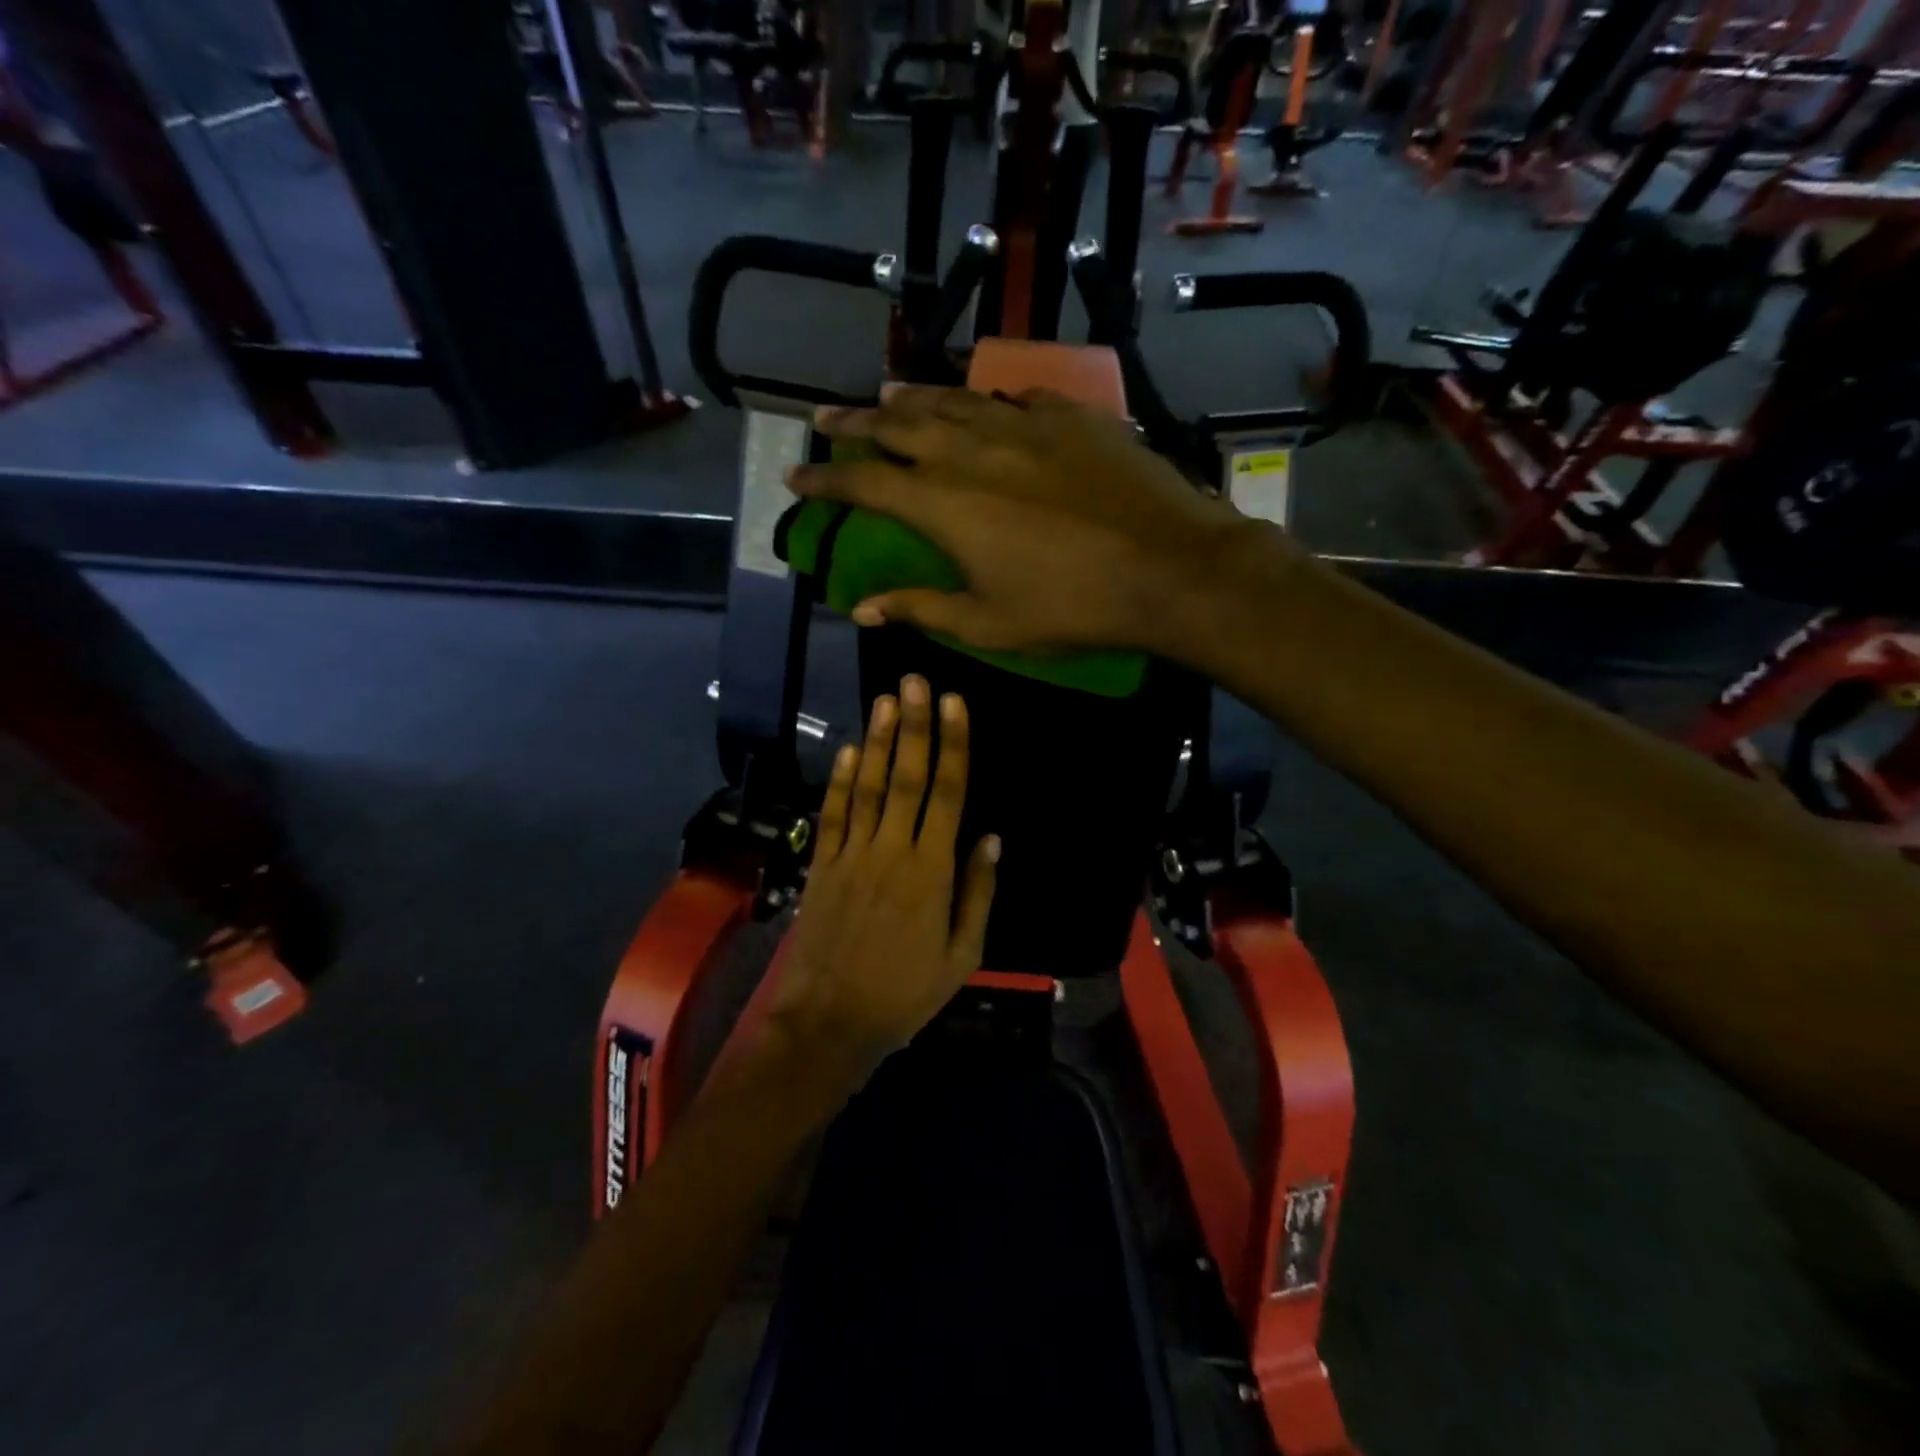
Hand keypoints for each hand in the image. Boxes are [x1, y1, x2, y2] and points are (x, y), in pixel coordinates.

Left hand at [768, 675, 999, 1085]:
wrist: (829, 1023)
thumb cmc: (904, 994)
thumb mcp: (961, 957)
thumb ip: (977, 894)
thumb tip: (992, 839)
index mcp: (931, 872)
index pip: (948, 795)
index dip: (953, 746)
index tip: (954, 704)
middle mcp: (891, 851)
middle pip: (907, 778)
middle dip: (914, 726)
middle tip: (916, 680)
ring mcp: (851, 856)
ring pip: (869, 787)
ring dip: (879, 741)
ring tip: (886, 699)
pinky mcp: (821, 866)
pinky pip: (833, 815)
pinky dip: (840, 781)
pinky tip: (850, 750)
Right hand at [791, 386, 1277, 657]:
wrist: (1167, 567)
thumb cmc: (1070, 606)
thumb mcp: (987, 623)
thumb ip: (920, 608)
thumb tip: (861, 608)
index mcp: (943, 502)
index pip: (864, 481)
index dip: (825, 478)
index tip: (797, 475)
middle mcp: (972, 449)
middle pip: (898, 424)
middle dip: (854, 421)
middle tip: (825, 416)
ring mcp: (1024, 424)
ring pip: (952, 400)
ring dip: (912, 398)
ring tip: (887, 395)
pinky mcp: (1071, 417)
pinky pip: (1014, 400)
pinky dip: (986, 403)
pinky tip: (985, 406)